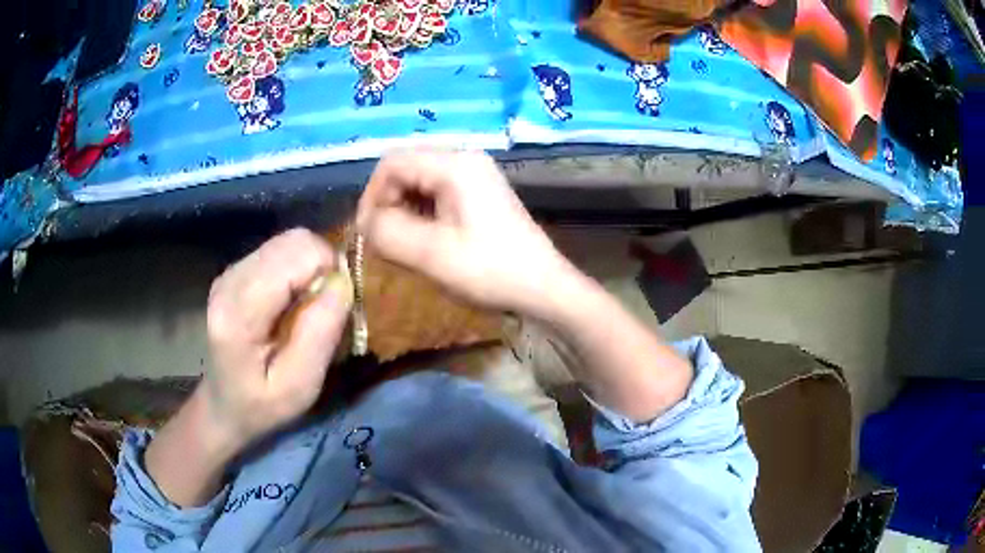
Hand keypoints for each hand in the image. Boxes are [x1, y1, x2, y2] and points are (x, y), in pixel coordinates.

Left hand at [202, 228, 352, 450]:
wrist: (223, 406)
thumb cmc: (261, 406)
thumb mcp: (299, 387)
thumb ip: (320, 334)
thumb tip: (343, 282)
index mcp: (240, 311)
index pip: (297, 255)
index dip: (330, 270)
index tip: (338, 307)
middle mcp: (230, 279)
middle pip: (293, 240)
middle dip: (323, 265)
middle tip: (329, 305)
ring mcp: (230, 271)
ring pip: (288, 241)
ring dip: (312, 266)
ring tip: (312, 305)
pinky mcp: (235, 271)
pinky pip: (279, 251)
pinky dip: (298, 268)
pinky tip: (295, 300)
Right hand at [356, 151, 573, 315]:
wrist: (543, 288)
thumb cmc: (490, 270)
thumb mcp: (431, 254)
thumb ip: (387, 233)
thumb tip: (363, 222)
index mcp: (455, 164)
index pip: (392, 162)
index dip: (371, 195)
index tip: (366, 233)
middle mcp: (465, 160)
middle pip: (406, 169)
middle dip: (387, 204)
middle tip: (384, 242)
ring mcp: (475, 175)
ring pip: (419, 183)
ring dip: (403, 212)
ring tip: (404, 247)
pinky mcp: (479, 193)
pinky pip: (437, 194)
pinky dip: (422, 216)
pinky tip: (425, 243)